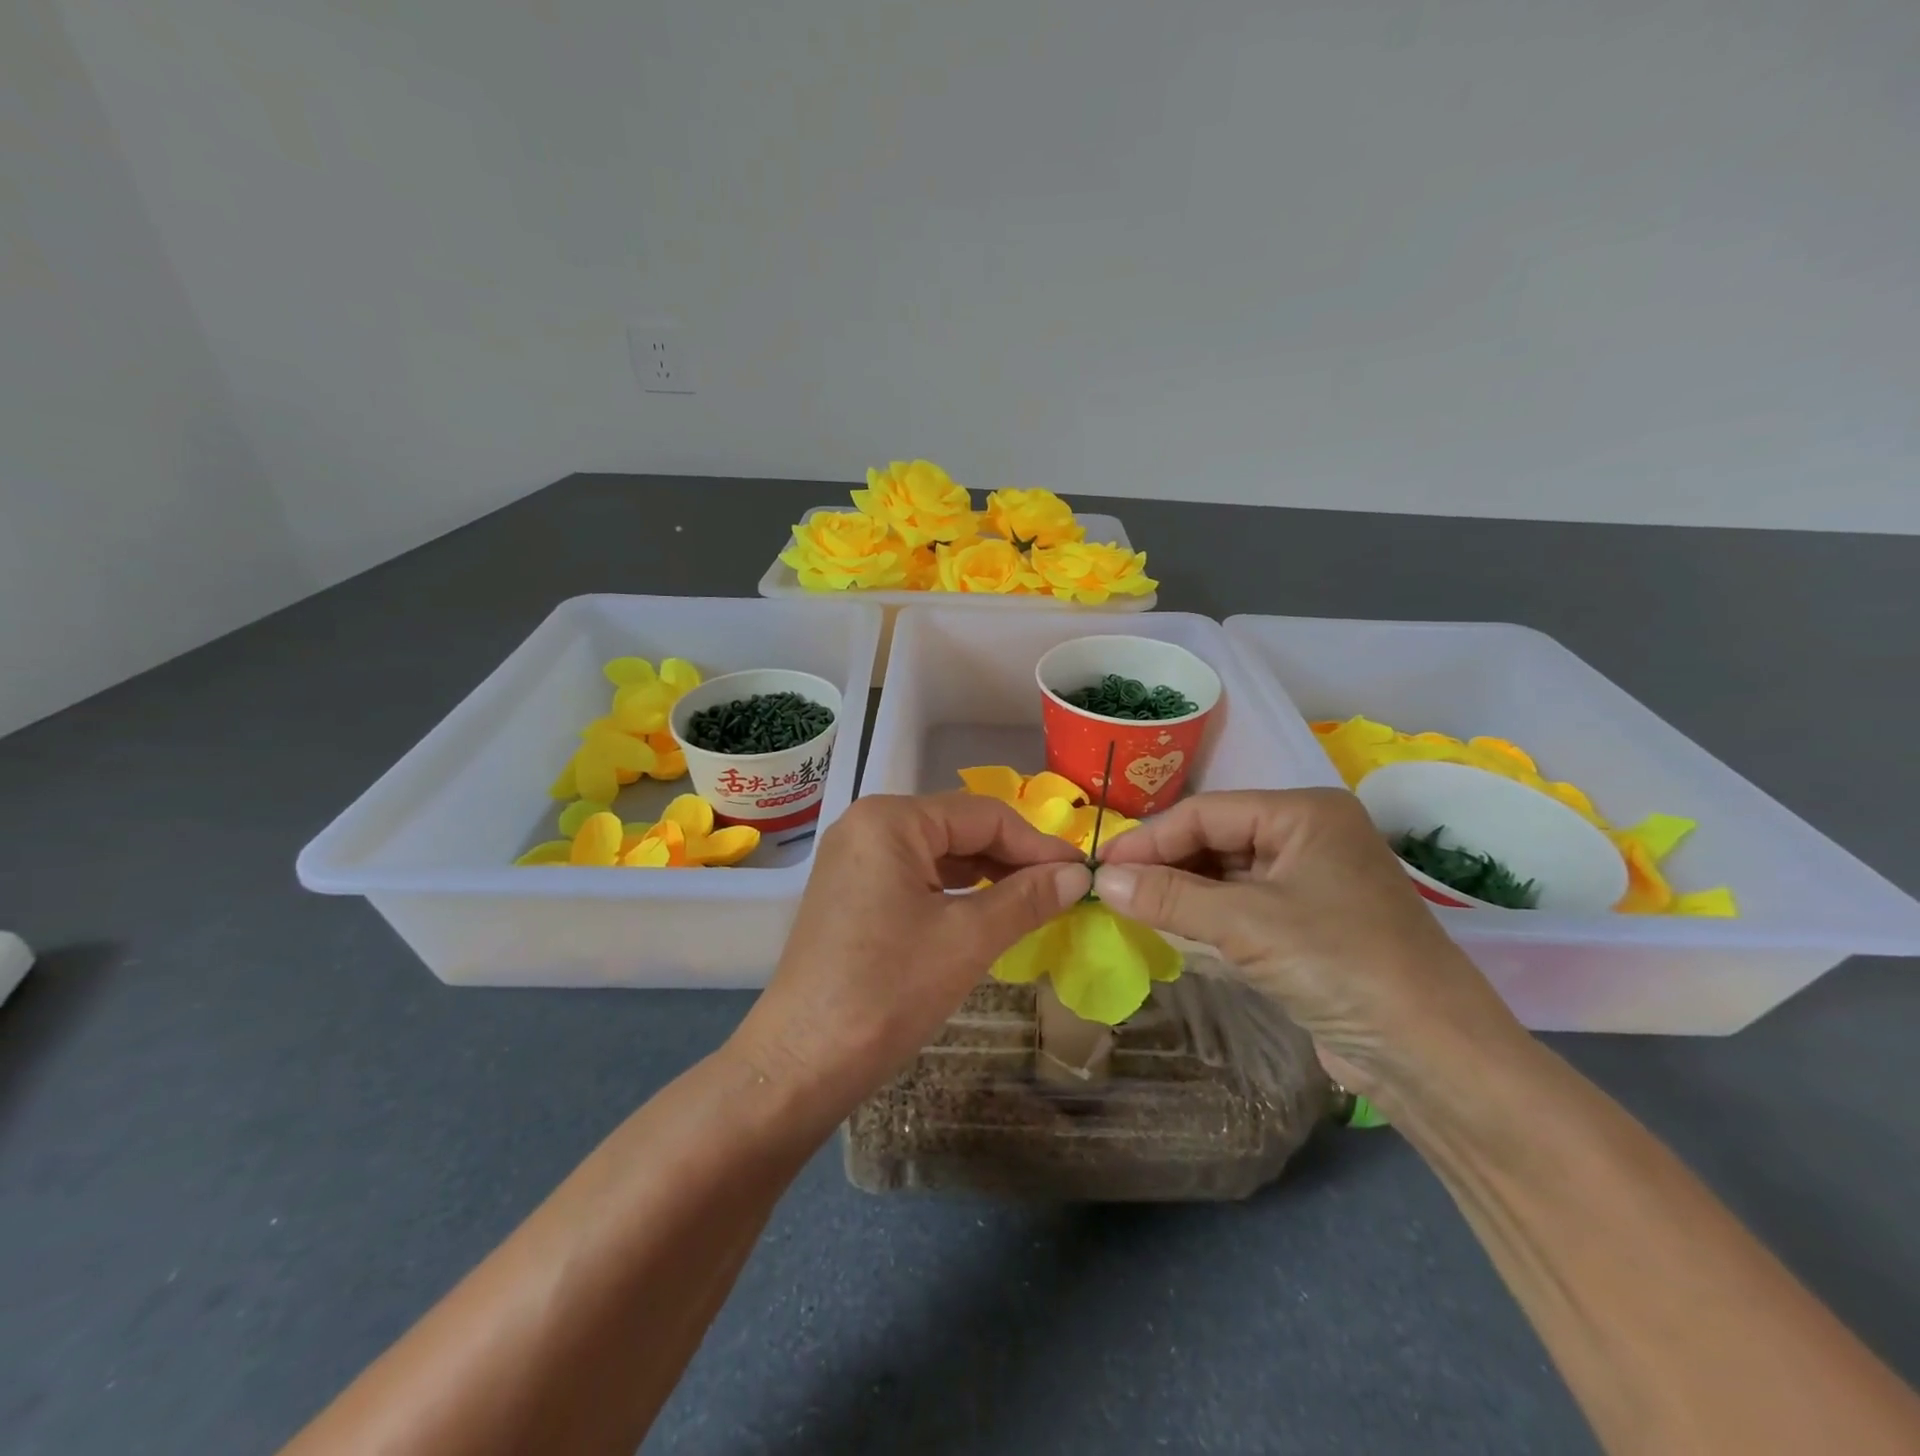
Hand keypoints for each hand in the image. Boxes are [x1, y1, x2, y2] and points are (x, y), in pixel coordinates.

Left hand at [730, 793, 1091, 1130]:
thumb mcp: (968, 939)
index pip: (983, 814)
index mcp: (892, 819)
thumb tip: (1078, 874)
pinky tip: (986, 910)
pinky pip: (915, 875)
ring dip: (987, 874)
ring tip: (1034, 901)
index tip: (1082, 873)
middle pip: (959, 827)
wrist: (803, 1062)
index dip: (1037, 843)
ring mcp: (855, 858)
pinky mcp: (851, 890)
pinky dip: (954, 890)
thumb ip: (1027, 898)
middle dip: (1012, 857)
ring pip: (938, 852)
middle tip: (1063, 890)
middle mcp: (868, 824)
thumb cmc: (889, 991)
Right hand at [1093, 788, 1526, 1105]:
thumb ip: (1169, 896)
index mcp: (1303, 813)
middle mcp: (1307, 837)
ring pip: (1225, 875)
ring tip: (1131, 910)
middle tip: (1111, 891)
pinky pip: (1242, 908)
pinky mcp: (1308, 925)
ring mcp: (1310, 882)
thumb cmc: (1340, 964)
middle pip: (1215, 840)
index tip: (1101, 867)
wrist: (1432, 1057)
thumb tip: (1102, 880)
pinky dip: (1206, 918)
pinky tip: (1171, 930)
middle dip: (1164, 866)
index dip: (1149, 839)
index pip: (1205, 813)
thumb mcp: (1246, 924)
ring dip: (1181, 894)